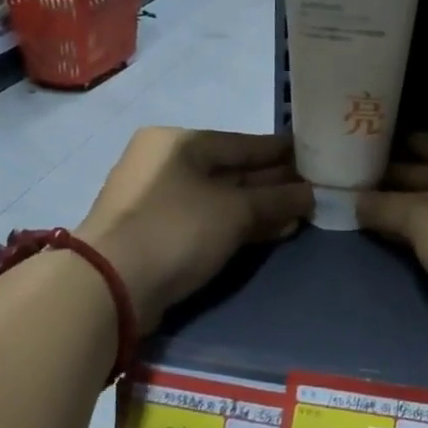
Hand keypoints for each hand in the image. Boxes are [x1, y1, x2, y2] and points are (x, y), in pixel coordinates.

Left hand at [79, 128, 311, 330]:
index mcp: (180, 142)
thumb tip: (311, 194)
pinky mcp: (161, 234)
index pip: (243, 142)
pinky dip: (241, 225)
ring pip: (223, 199)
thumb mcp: (234, 211)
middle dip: (274, 182)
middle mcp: (167, 164)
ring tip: (303, 213)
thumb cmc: (176, 229)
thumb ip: (277, 200)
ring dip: (262, 208)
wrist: (111, 285)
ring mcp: (161, 201)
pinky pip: (211, 221)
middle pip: (233, 170)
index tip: (316, 154)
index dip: (281, 151)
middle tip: (316, 188)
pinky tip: (275, 231)